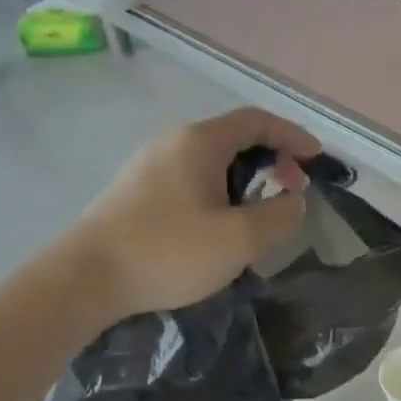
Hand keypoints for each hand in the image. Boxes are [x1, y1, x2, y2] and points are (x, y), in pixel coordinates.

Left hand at [72, 108, 319, 318]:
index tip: (317, 158)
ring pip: (211, 159)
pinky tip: (218, 223)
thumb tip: (293, 200)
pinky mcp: (134, 190)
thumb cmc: (167, 252)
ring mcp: (148, 164)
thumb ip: (279, 216)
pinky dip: (219, 188)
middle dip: (272, 158)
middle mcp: (172, 141)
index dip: (293, 135)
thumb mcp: (239, 239)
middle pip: (234, 137)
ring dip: (245, 177)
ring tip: (259, 211)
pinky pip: (190, 176)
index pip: (257, 121)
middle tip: (291, 189)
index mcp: (200, 142)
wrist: (83, 279)